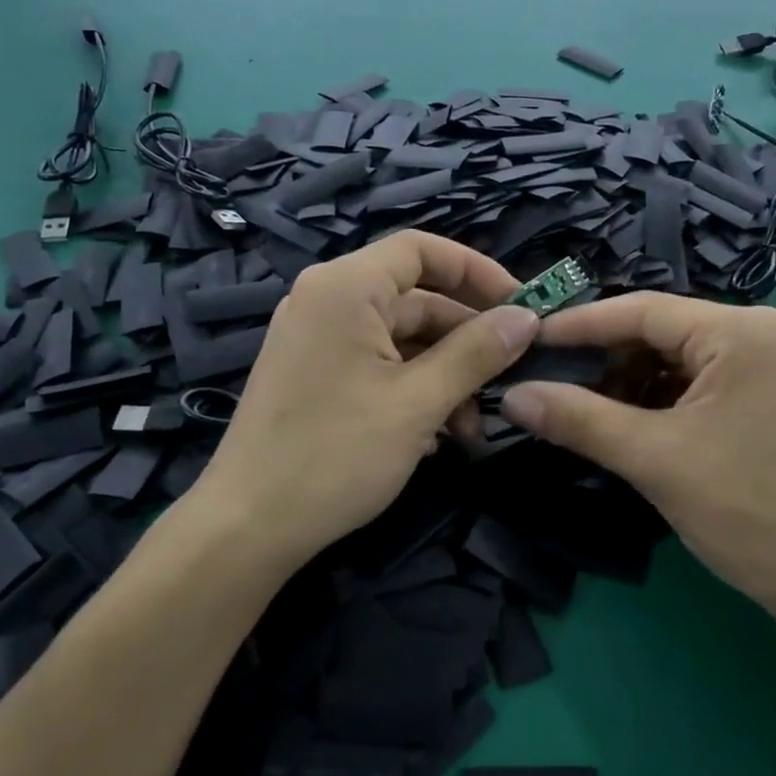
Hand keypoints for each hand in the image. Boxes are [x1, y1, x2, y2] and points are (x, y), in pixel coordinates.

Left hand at [196, 232, 538, 569]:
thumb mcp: (418, 403)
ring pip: (401, 339)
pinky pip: (377, 364)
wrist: (248, 526)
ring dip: (445, 375)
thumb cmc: (336, 454)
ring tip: (471, 428)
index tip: (521, 306)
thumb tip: (527, 318)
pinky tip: (436, 435)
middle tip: (509, 378)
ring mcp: (317, 339)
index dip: (476, 270)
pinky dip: (413, 389)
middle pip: (416, 298)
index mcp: (345, 287)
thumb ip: (476, 354)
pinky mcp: (315, 374)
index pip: (422, 249)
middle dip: (466, 340)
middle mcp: (327, 300)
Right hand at [499, 294, 775, 613]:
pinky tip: (621, 423)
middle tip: (547, 378)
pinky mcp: (761, 396)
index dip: (579, 325)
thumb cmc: (746, 510)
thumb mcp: (653, 458)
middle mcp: (757, 333)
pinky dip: (654, 400)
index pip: (642, 310)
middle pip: (658, 332)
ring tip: (578, 407)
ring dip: (626, 383)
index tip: (527, 338)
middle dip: (602, 359)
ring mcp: (763, 365)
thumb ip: (578, 419)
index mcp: (740, 331)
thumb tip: (511, 396)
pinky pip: (692, 382)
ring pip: (672, 359)